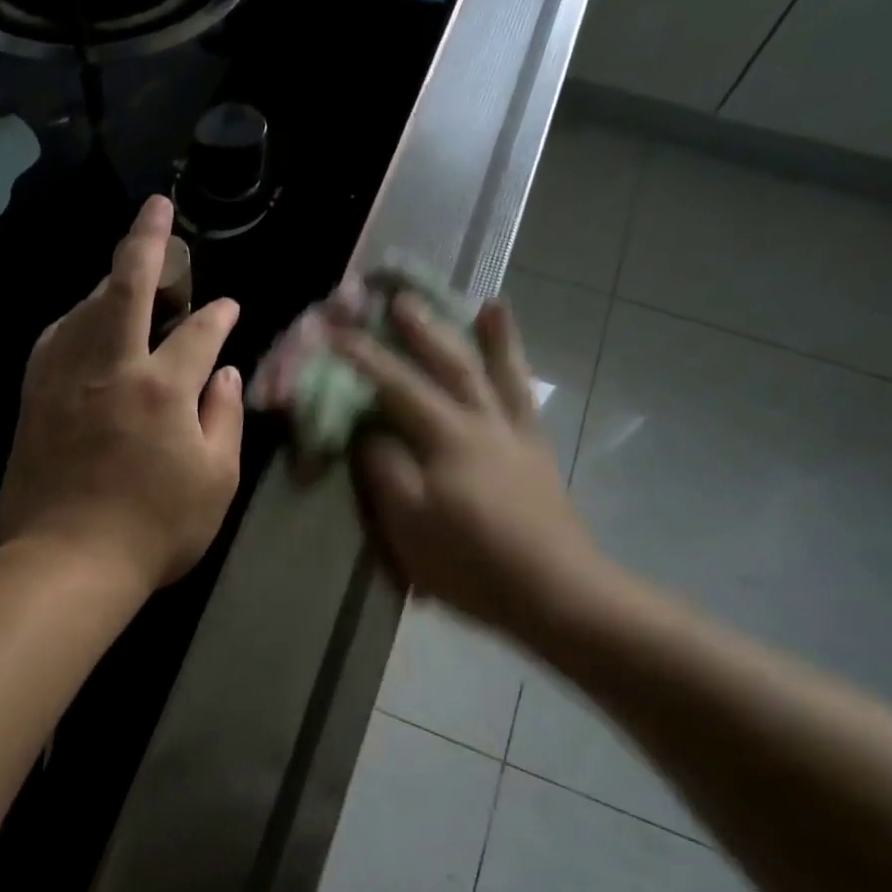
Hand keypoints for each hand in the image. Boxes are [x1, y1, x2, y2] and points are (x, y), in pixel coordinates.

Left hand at [0, 196, 244, 593]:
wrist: (67, 561)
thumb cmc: (154, 529)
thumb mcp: (216, 481)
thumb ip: (223, 417)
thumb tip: (222, 372)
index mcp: (162, 389)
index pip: (197, 332)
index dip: (218, 316)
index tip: (228, 308)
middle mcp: (110, 368)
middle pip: (126, 287)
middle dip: (147, 241)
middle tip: (157, 209)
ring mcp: (64, 379)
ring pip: (84, 307)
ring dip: (108, 280)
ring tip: (125, 268)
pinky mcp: (33, 398)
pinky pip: (52, 339)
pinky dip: (71, 319)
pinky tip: (80, 319)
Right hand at [334, 296, 612, 641]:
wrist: (556, 593)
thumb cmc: (471, 562)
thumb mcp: (408, 522)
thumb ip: (383, 470)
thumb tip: (367, 433)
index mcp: (447, 438)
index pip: (397, 387)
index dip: (363, 359)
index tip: (335, 332)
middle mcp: (484, 423)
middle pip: (450, 365)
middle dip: (422, 331)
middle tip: (401, 298)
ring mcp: (516, 437)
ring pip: (500, 375)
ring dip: (492, 338)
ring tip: (488, 303)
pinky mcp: (537, 456)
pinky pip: (527, 403)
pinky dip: (521, 376)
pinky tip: (516, 368)